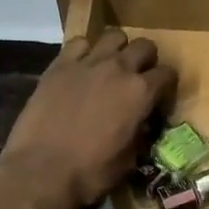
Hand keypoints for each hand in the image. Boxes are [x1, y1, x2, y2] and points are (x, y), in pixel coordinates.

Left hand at [0, 30, 175, 208]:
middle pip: (144, 46)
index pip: (168, 74)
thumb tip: (140, 125)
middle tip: (138, 79)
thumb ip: (140, 134)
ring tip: (110, 67)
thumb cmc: (89, 173)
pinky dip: (85, 52)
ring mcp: (87, 63)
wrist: (40, 171)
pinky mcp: (59, 65)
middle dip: (146, 60)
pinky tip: (80, 68)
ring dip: (118, 49)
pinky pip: (78, 43)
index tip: (159, 99)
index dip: (166, 86)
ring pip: (113, 36)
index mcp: (141, 93)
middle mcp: (118, 69)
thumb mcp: (128, 160)